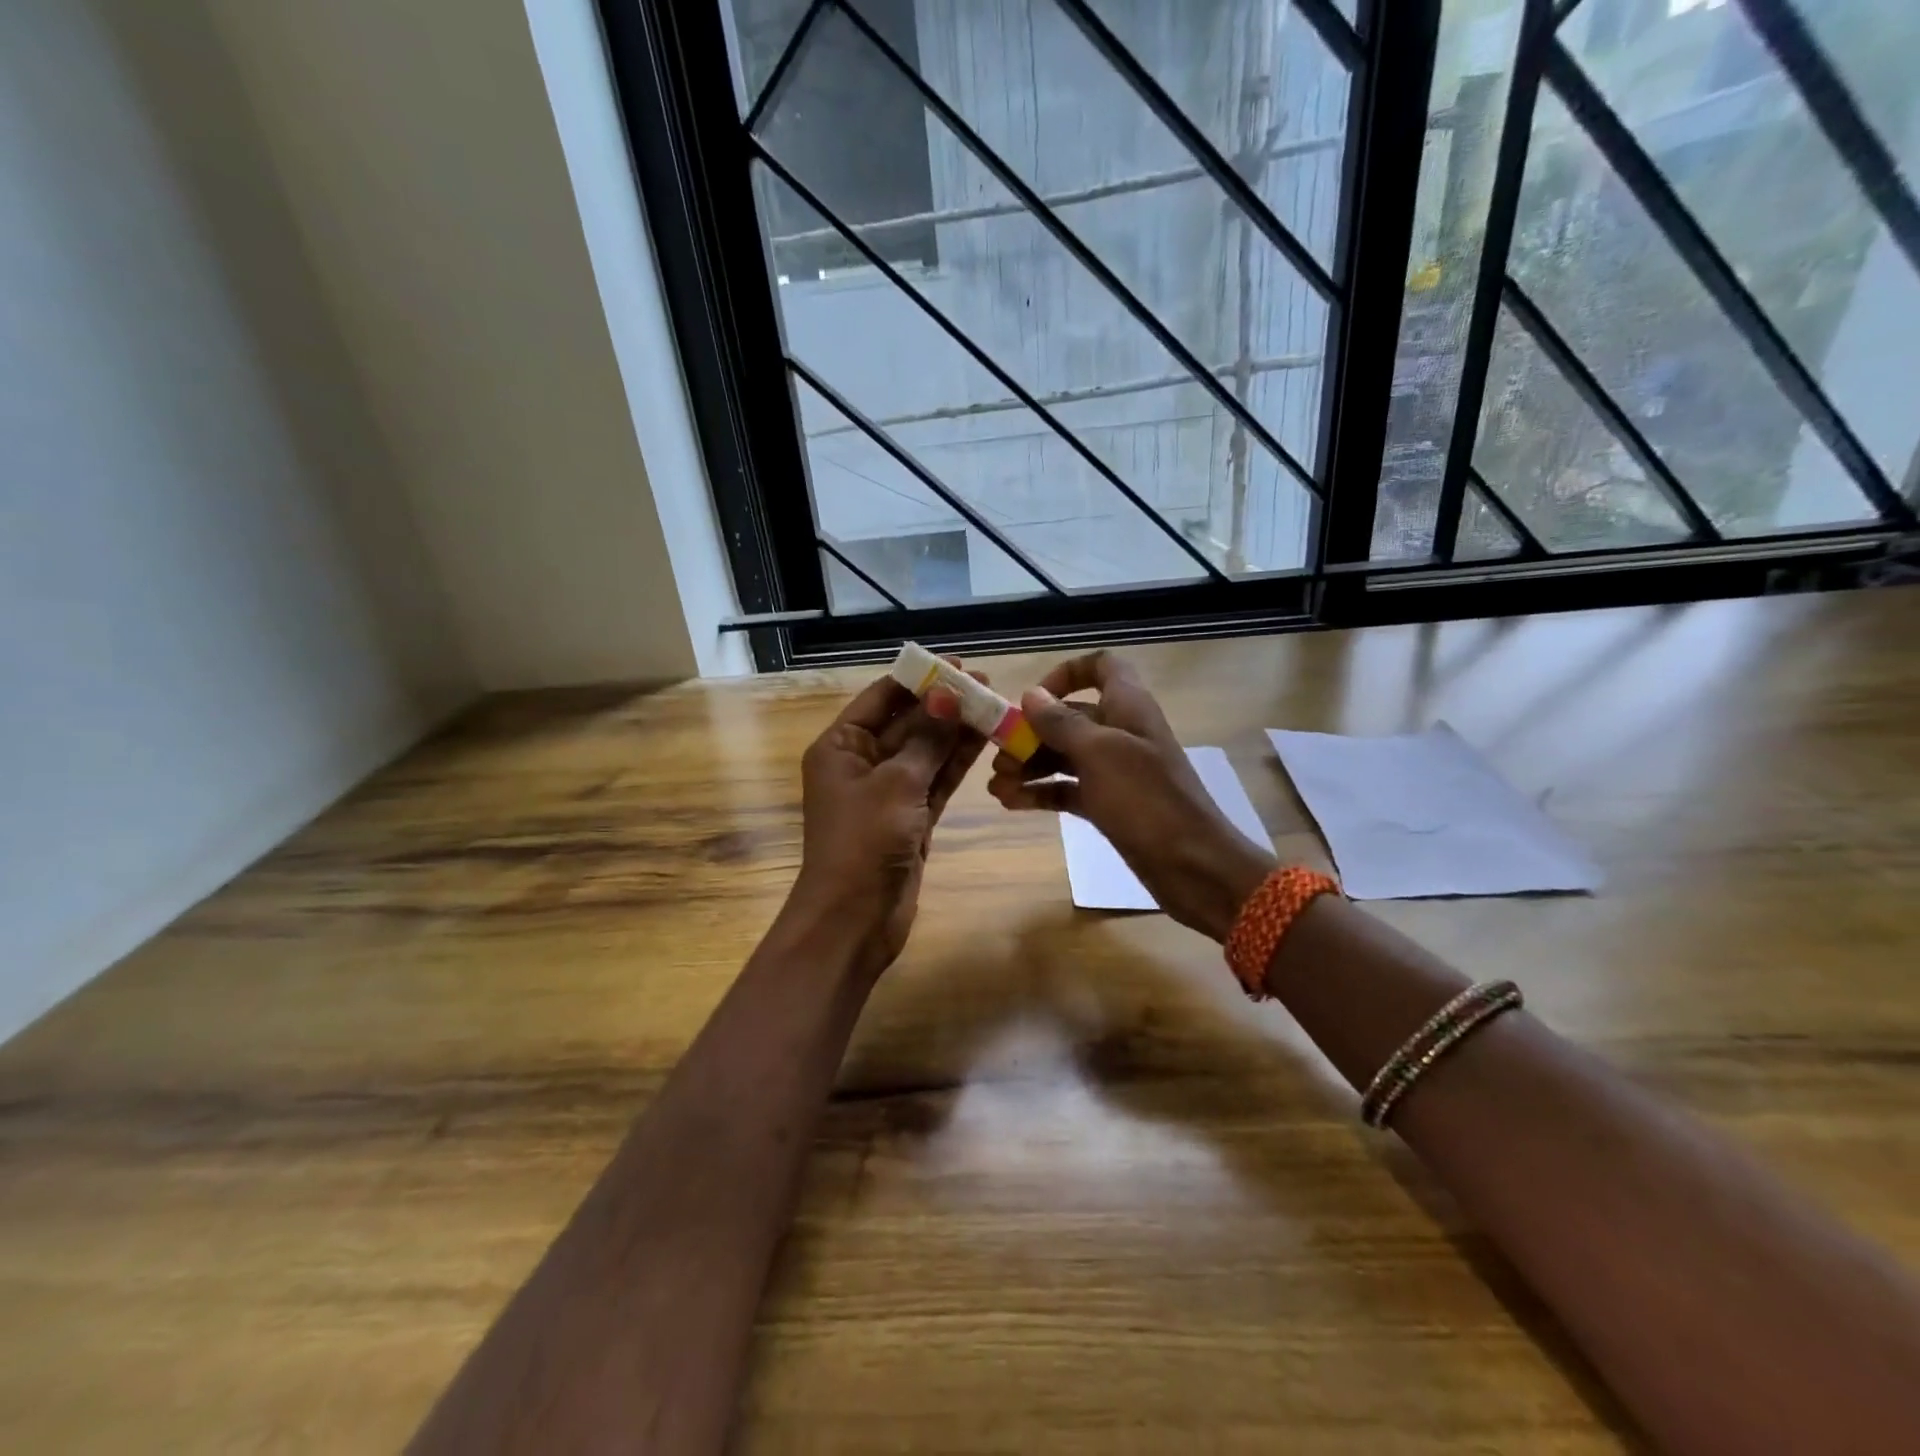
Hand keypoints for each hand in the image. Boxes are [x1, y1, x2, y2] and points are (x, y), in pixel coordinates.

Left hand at [786, 667, 987, 975]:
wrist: (855, 918)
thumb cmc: (864, 841)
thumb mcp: (897, 783)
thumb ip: (927, 739)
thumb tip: (947, 695)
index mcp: (841, 747)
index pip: (881, 699)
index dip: (918, 680)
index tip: (955, 664)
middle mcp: (861, 764)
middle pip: (907, 723)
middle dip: (943, 704)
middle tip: (985, 682)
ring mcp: (888, 792)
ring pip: (926, 752)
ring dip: (956, 730)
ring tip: (994, 704)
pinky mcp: (911, 818)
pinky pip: (935, 780)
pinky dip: (956, 762)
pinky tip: (984, 738)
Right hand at [987, 651, 1275, 941]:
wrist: (1192, 865)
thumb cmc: (1145, 799)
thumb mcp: (1099, 753)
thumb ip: (1062, 722)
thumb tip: (1031, 694)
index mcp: (1128, 706)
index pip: (1100, 667)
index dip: (1066, 674)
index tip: (1034, 698)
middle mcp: (1120, 732)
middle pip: (1070, 717)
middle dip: (1031, 733)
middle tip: (999, 758)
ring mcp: (1115, 771)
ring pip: (1065, 756)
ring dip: (1030, 766)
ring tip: (997, 787)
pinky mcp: (1110, 804)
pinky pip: (1069, 789)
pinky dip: (1042, 792)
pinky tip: (1012, 803)